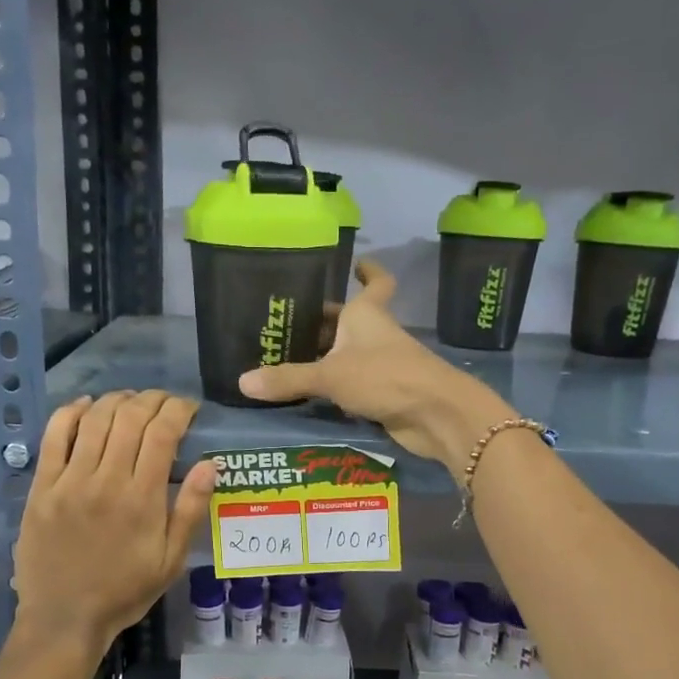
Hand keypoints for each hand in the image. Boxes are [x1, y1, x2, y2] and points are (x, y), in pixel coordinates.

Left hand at [13, 391, 216, 653]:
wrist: (64, 617)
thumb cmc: (124, 591)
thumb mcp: (170, 561)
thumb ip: (190, 510)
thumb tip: (211, 464)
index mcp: (142, 499)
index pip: (163, 433)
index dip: (179, 410)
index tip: (189, 407)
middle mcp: (106, 480)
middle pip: (130, 418)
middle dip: (153, 399)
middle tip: (164, 401)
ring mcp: (69, 481)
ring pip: (95, 420)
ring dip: (117, 400)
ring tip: (132, 400)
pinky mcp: (42, 486)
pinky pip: (54, 436)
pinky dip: (71, 412)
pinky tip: (86, 405)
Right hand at [237, 260, 516, 479]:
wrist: (435, 415)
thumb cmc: (385, 377)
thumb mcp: (329, 376)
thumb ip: (288, 378)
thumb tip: (242, 381)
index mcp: (367, 316)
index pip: (375, 283)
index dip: (368, 271)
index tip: (356, 264)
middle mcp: (376, 335)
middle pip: (350, 323)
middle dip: (326, 323)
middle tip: (289, 325)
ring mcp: (383, 365)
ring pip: (350, 355)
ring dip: (327, 358)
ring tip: (287, 360)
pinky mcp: (386, 394)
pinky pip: (353, 386)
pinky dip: (335, 389)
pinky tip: (309, 396)